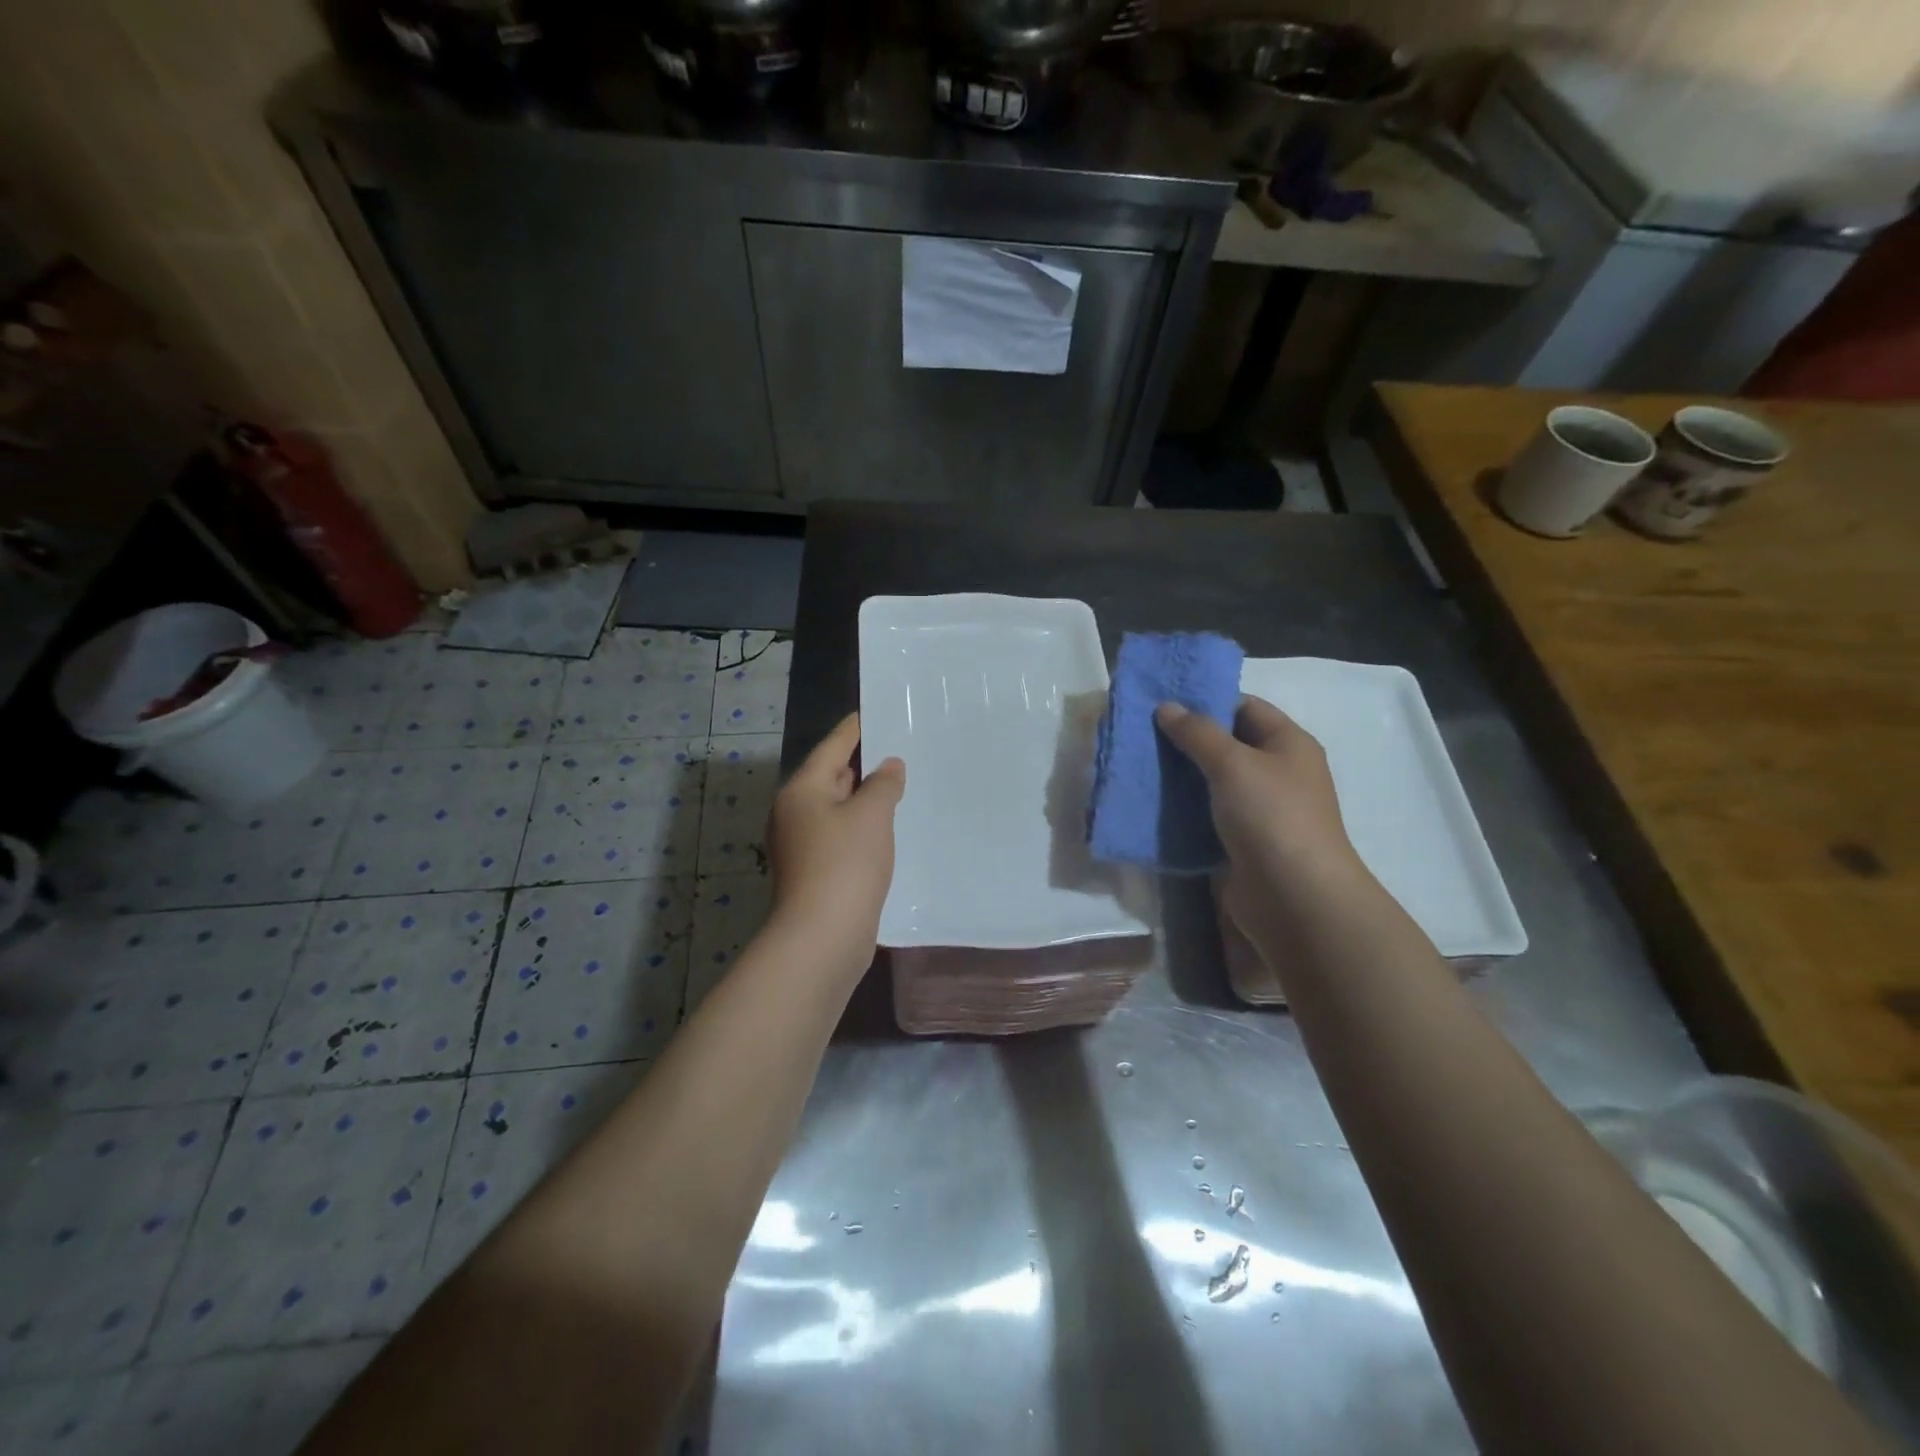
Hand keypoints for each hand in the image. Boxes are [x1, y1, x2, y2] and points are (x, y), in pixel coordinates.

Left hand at [766, 713, 905, 969]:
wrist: (822, 936)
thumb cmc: (845, 864)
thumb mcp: (872, 815)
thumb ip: (883, 784)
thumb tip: (888, 766)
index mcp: (802, 790)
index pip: (832, 747)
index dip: (854, 729)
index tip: (872, 712)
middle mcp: (794, 813)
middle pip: (830, 777)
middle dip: (861, 765)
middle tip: (895, 749)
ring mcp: (800, 845)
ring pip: (836, 809)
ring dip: (863, 799)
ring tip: (897, 786)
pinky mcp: (813, 871)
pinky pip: (840, 835)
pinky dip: (861, 827)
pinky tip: (885, 830)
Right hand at [1155, 696, 1363, 894]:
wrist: (1294, 898)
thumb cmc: (1271, 817)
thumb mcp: (1233, 763)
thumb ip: (1197, 733)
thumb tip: (1166, 707)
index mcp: (1287, 744)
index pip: (1244, 707)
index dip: (1206, 700)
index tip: (1161, 702)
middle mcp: (1276, 772)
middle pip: (1226, 744)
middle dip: (1185, 739)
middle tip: (1140, 733)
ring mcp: (1259, 809)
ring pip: (1212, 782)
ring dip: (1179, 775)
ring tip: (1137, 765)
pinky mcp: (1241, 841)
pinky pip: (1206, 815)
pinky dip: (1182, 809)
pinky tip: (1149, 803)